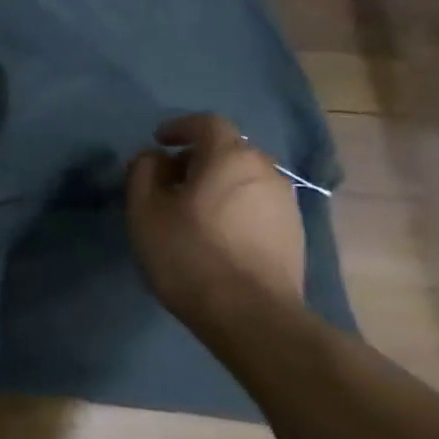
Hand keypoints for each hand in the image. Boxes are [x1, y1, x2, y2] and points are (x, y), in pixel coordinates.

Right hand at [125, 113, 305, 327]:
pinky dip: (233, 206)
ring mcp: (285, 202)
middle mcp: (265, 170)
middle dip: (197, 158)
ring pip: (244, 178)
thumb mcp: (145, 210)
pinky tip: (216, 233)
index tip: (158, 141)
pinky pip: (256, 204)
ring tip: (190, 210)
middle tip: (168, 180)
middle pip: (228, 150)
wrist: (251, 314)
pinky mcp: (294, 233)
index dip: (180, 127)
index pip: (207, 123)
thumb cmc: (189, 253)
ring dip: (216, 183)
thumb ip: (143, 172)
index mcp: (230, 157)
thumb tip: (153, 157)